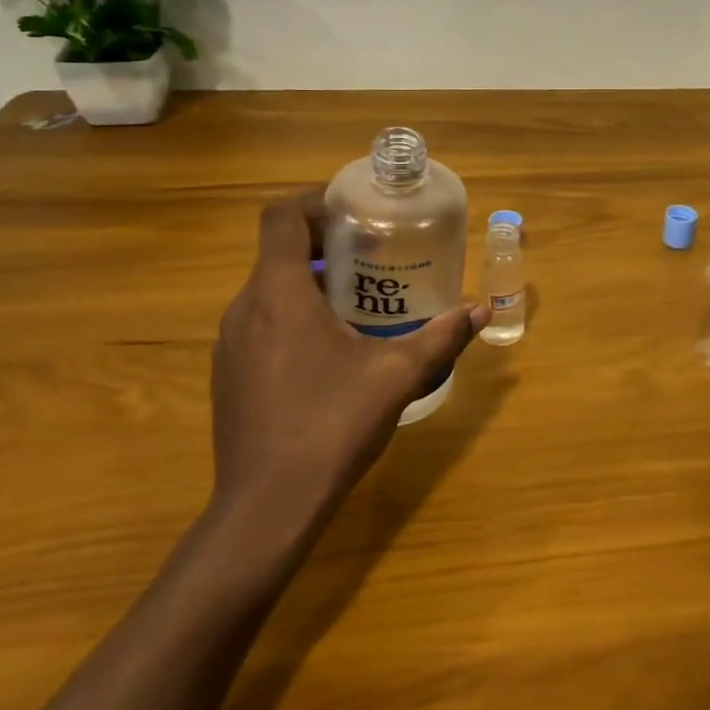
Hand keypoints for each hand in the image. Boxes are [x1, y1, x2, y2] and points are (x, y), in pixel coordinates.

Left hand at [209, 192, 486, 541]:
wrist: (267, 507)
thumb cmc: (332, 424)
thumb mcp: (398, 375)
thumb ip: (441, 337)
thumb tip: (481, 310)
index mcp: (280, 293)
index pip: (281, 217)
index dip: (314, 201)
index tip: (354, 212)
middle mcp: (245, 308)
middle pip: (278, 251)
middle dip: (325, 244)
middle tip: (372, 255)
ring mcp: (230, 344)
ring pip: (269, 289)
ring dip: (310, 281)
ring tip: (360, 299)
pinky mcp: (228, 374)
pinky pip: (261, 322)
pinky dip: (294, 314)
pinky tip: (331, 349)